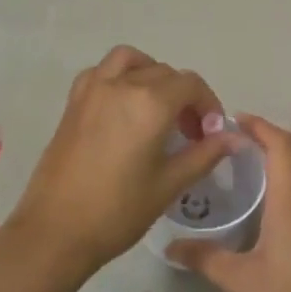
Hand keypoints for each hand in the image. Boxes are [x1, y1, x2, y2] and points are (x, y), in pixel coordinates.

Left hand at [7, 46, 240, 279]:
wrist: (56, 230)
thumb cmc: (118, 211)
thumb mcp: (169, 184)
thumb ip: (204, 154)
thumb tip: (234, 138)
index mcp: (150, 103)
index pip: (191, 85)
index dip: (209, 105)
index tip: (211, 133)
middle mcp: (122, 85)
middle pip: (165, 73)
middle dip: (184, 96)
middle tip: (190, 132)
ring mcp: (93, 90)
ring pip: (131, 61)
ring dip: (151, 74)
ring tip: (158, 107)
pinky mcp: (73, 102)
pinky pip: (101, 72)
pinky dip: (120, 77)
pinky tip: (124, 108)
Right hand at [167, 115, 290, 291]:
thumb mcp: (241, 282)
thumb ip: (205, 259)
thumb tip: (171, 247)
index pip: (280, 145)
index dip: (259, 127)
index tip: (233, 121)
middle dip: (263, 145)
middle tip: (227, 149)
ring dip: (276, 169)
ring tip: (242, 177)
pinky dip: (286, 192)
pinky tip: (265, 215)